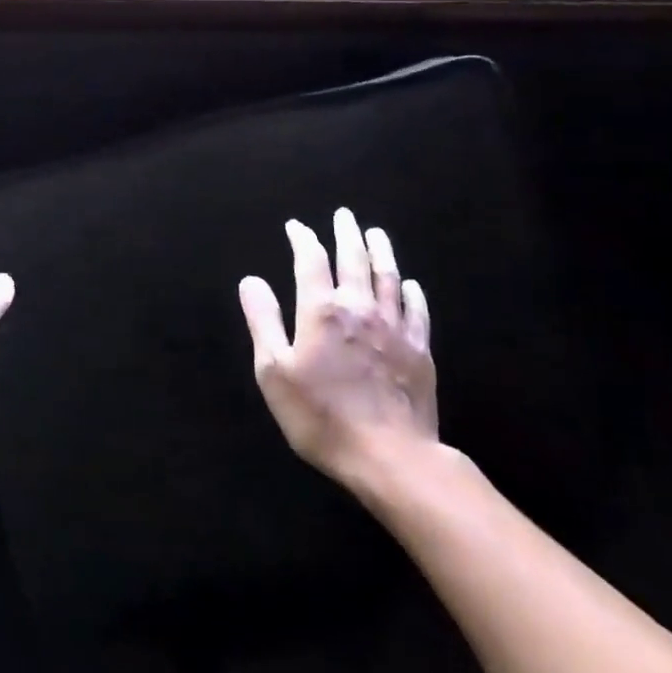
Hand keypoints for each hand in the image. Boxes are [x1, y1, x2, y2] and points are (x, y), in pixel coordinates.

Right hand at [239, 208, 437, 498]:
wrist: (391, 457)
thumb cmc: (321, 416)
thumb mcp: (274, 371)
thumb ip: (263, 321)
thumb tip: (251, 281)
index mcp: (322, 311)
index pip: (311, 261)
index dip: (303, 239)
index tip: (296, 226)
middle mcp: (360, 308)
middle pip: (354, 260)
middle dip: (346, 234)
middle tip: (344, 215)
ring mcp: (395, 328)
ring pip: (388, 278)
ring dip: (381, 252)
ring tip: (376, 233)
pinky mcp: (420, 351)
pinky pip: (416, 311)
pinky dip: (411, 292)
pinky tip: (410, 284)